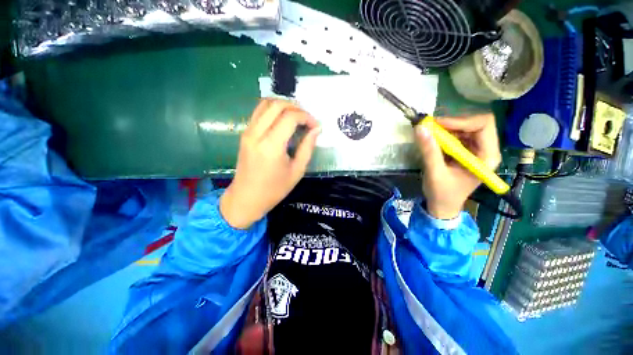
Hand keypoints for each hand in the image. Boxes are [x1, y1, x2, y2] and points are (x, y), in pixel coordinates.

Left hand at [220, 99, 320, 228]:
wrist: (246, 198)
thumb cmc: (274, 189)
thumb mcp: (297, 171)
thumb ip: (307, 147)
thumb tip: (316, 129)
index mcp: (271, 146)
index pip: (290, 117)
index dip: (306, 117)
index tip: (315, 126)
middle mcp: (257, 134)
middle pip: (277, 104)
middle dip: (296, 107)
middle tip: (307, 120)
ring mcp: (248, 131)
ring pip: (266, 103)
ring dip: (284, 105)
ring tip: (296, 117)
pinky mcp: (245, 133)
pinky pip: (259, 111)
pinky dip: (273, 109)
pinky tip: (283, 120)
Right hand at [415, 113, 501, 219]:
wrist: (442, 206)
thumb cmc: (442, 194)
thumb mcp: (435, 173)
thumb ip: (429, 151)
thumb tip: (420, 128)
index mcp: (486, 156)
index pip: (483, 125)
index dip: (461, 120)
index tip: (437, 124)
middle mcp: (485, 149)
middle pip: (474, 123)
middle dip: (452, 123)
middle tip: (430, 127)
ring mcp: (475, 150)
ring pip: (464, 127)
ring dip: (446, 128)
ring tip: (428, 133)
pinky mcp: (465, 151)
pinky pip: (456, 135)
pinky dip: (443, 134)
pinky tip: (432, 140)